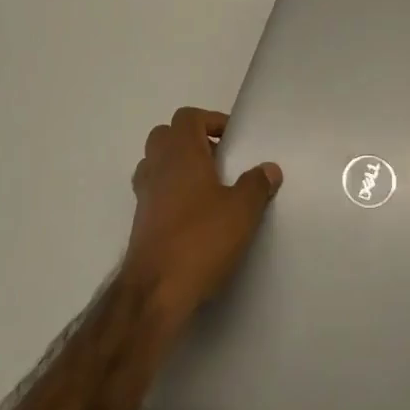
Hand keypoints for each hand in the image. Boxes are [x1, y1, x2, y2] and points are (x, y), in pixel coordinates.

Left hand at [122, 107, 281, 342]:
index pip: (188, 117)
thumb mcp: (242, 211)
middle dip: (192, 141)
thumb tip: (268, 169)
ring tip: (208, 186)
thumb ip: (256, 185)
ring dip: (179, 167)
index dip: (211, 121)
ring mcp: (144, 195)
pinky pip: (154, 192)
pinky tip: (194, 215)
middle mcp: (157, 167)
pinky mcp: (140, 222)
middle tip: (219, 160)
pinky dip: (170, 193)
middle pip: (166, 136)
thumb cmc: (200, 240)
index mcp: (180, 153)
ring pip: (156, 164)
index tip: (233, 140)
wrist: (155, 291)